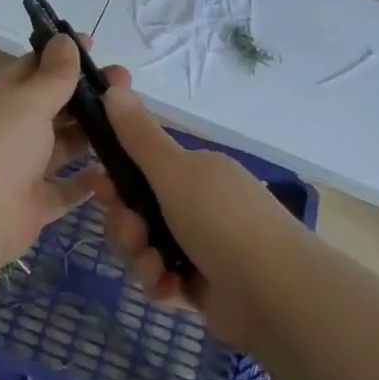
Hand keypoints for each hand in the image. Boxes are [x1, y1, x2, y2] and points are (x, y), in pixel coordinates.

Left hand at [0, 34, 120, 261]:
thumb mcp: (29, 100)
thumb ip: (53, 74)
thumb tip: (64, 38)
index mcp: (3, 95)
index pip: (36, 67)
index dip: (64, 56)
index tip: (98, 47)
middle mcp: (11, 127)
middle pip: (54, 106)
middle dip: (88, 95)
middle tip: (127, 84)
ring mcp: (22, 167)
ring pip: (63, 146)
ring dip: (92, 136)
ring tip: (134, 123)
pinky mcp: (33, 205)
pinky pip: (65, 189)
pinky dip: (87, 183)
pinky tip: (116, 172)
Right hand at [91, 84, 310, 348]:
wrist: (276, 294)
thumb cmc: (221, 220)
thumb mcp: (174, 170)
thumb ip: (138, 134)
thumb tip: (114, 85)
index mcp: (194, 171)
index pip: (141, 167)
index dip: (116, 177)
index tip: (101, 187)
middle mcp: (197, 203)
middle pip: (136, 209)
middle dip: (126, 226)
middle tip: (134, 234)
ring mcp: (200, 246)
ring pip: (144, 246)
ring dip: (140, 257)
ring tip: (156, 269)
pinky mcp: (202, 285)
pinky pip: (162, 278)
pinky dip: (160, 282)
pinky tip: (170, 289)